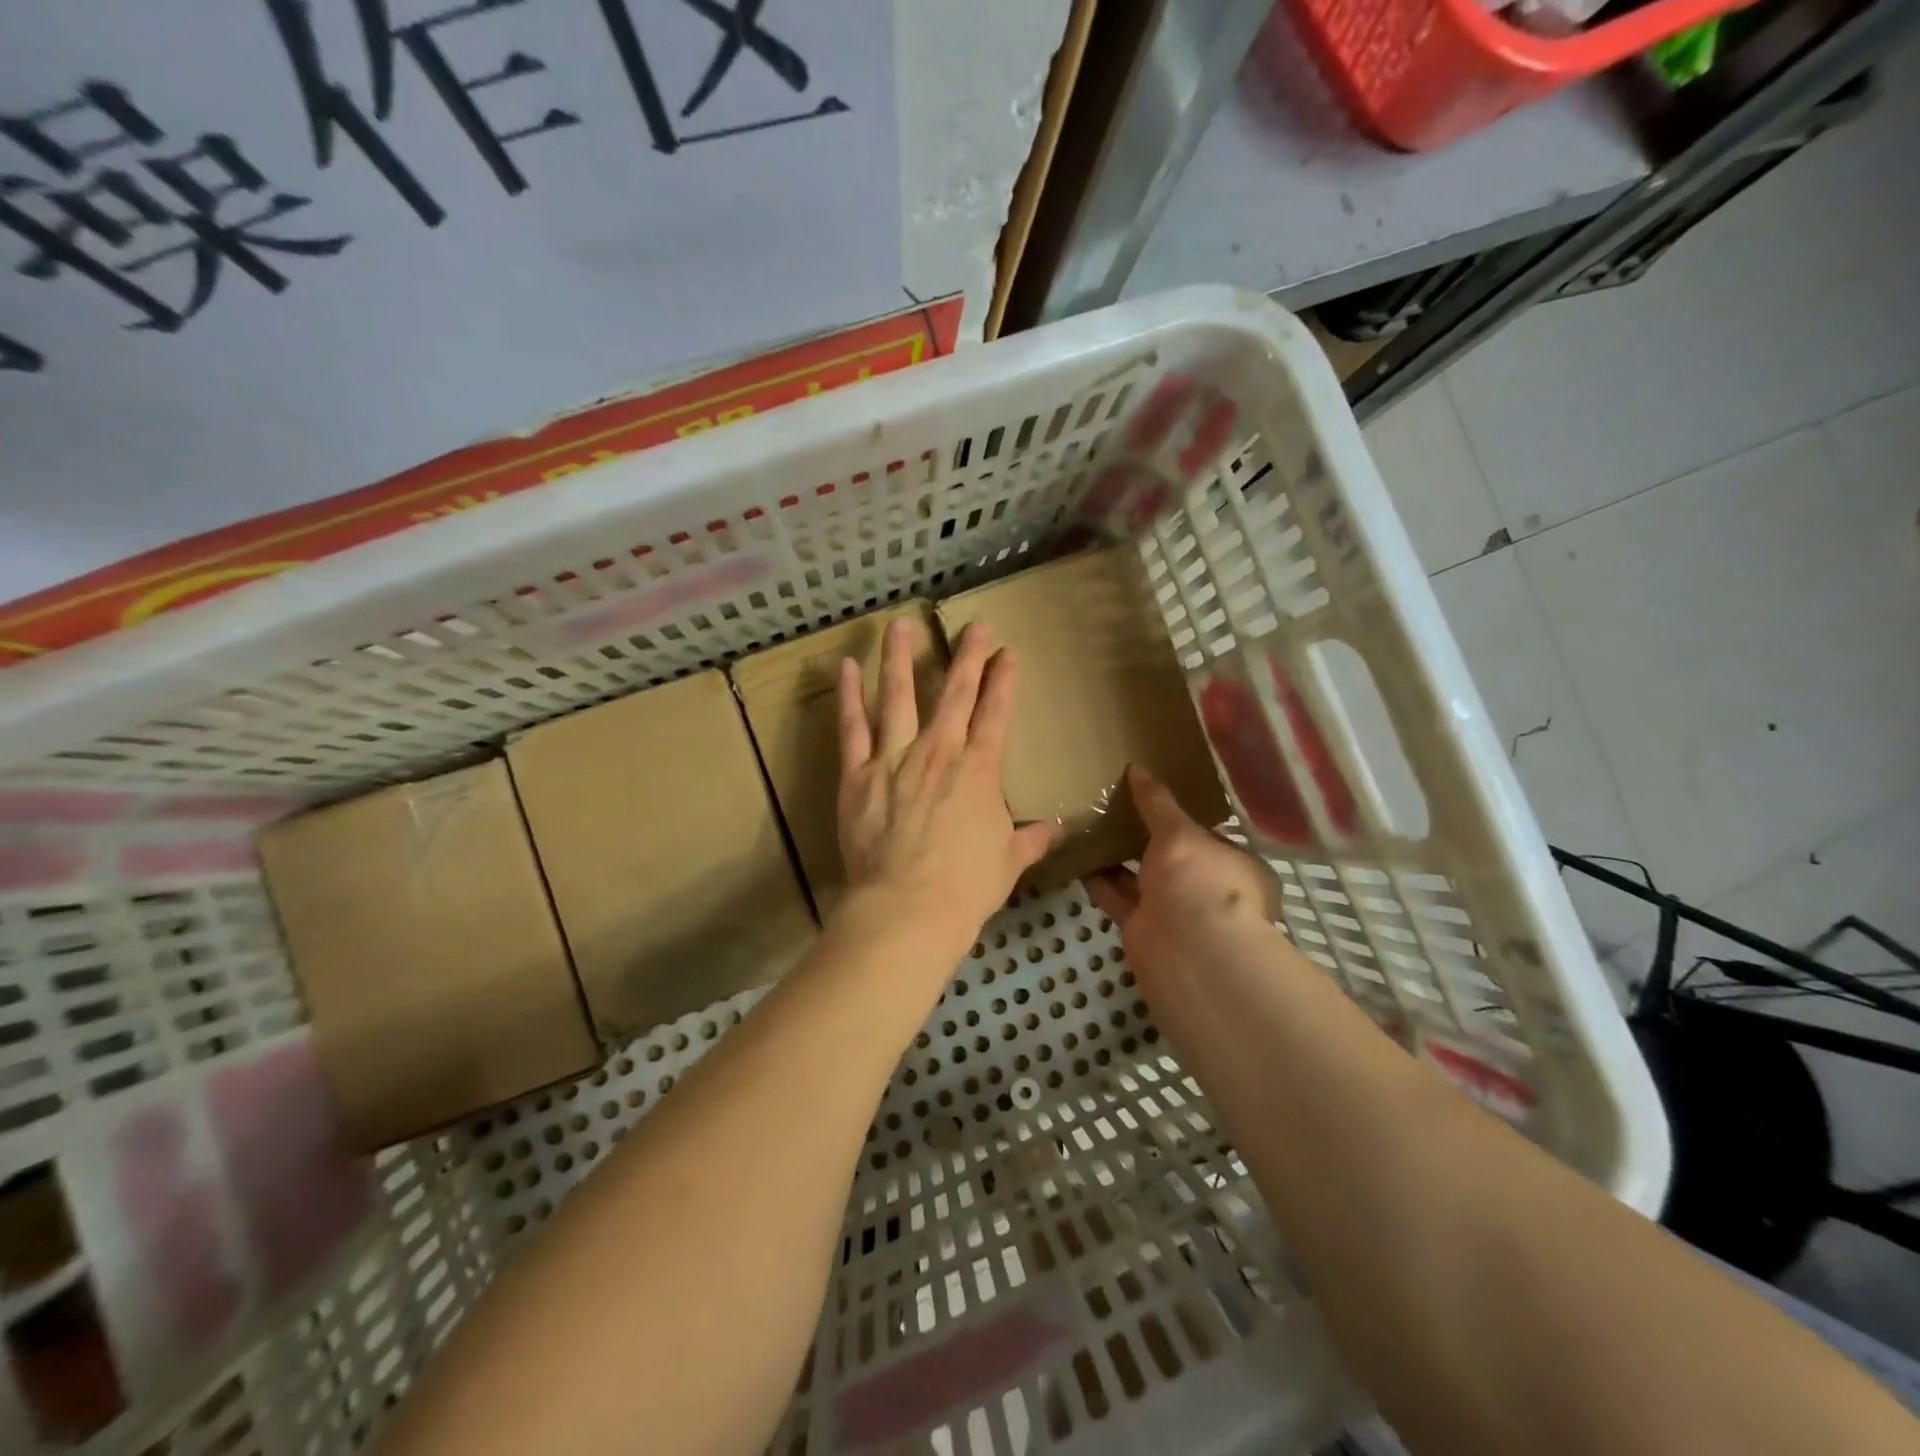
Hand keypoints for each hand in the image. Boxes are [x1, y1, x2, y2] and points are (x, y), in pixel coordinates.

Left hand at [837, 619, 1061, 950]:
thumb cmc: (965, 887)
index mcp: (978, 770)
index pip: (996, 714)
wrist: (908, 908)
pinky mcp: (857, 774)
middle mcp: (938, 752)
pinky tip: (847, 668)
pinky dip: (849, 696)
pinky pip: (852, 728)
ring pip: (899, 696)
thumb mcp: (1008, 862)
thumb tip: (1060, 830)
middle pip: (955, 693)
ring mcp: (894, 758)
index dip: (1004, 681)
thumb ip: (1032, 840)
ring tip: (900, 624)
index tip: (1009, 653)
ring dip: (901, 657)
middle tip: (974, 625)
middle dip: (968, 656)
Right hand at [1086, 764, 1279, 978]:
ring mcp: (1176, 913)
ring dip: (1120, 857)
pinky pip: (1118, 896)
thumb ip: (1157, 802)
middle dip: (1149, 840)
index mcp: (1237, 867)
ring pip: (1143, 878)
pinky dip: (1100, 880)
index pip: (1211, 838)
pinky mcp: (1143, 927)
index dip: (1185, 820)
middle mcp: (1210, 892)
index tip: (1156, 799)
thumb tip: (1138, 769)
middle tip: (1118, 807)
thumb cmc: (1200, 880)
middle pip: (1175, 861)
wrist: (1186, 950)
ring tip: (1092, 824)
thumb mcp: (1180, 832)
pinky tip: (1079, 855)